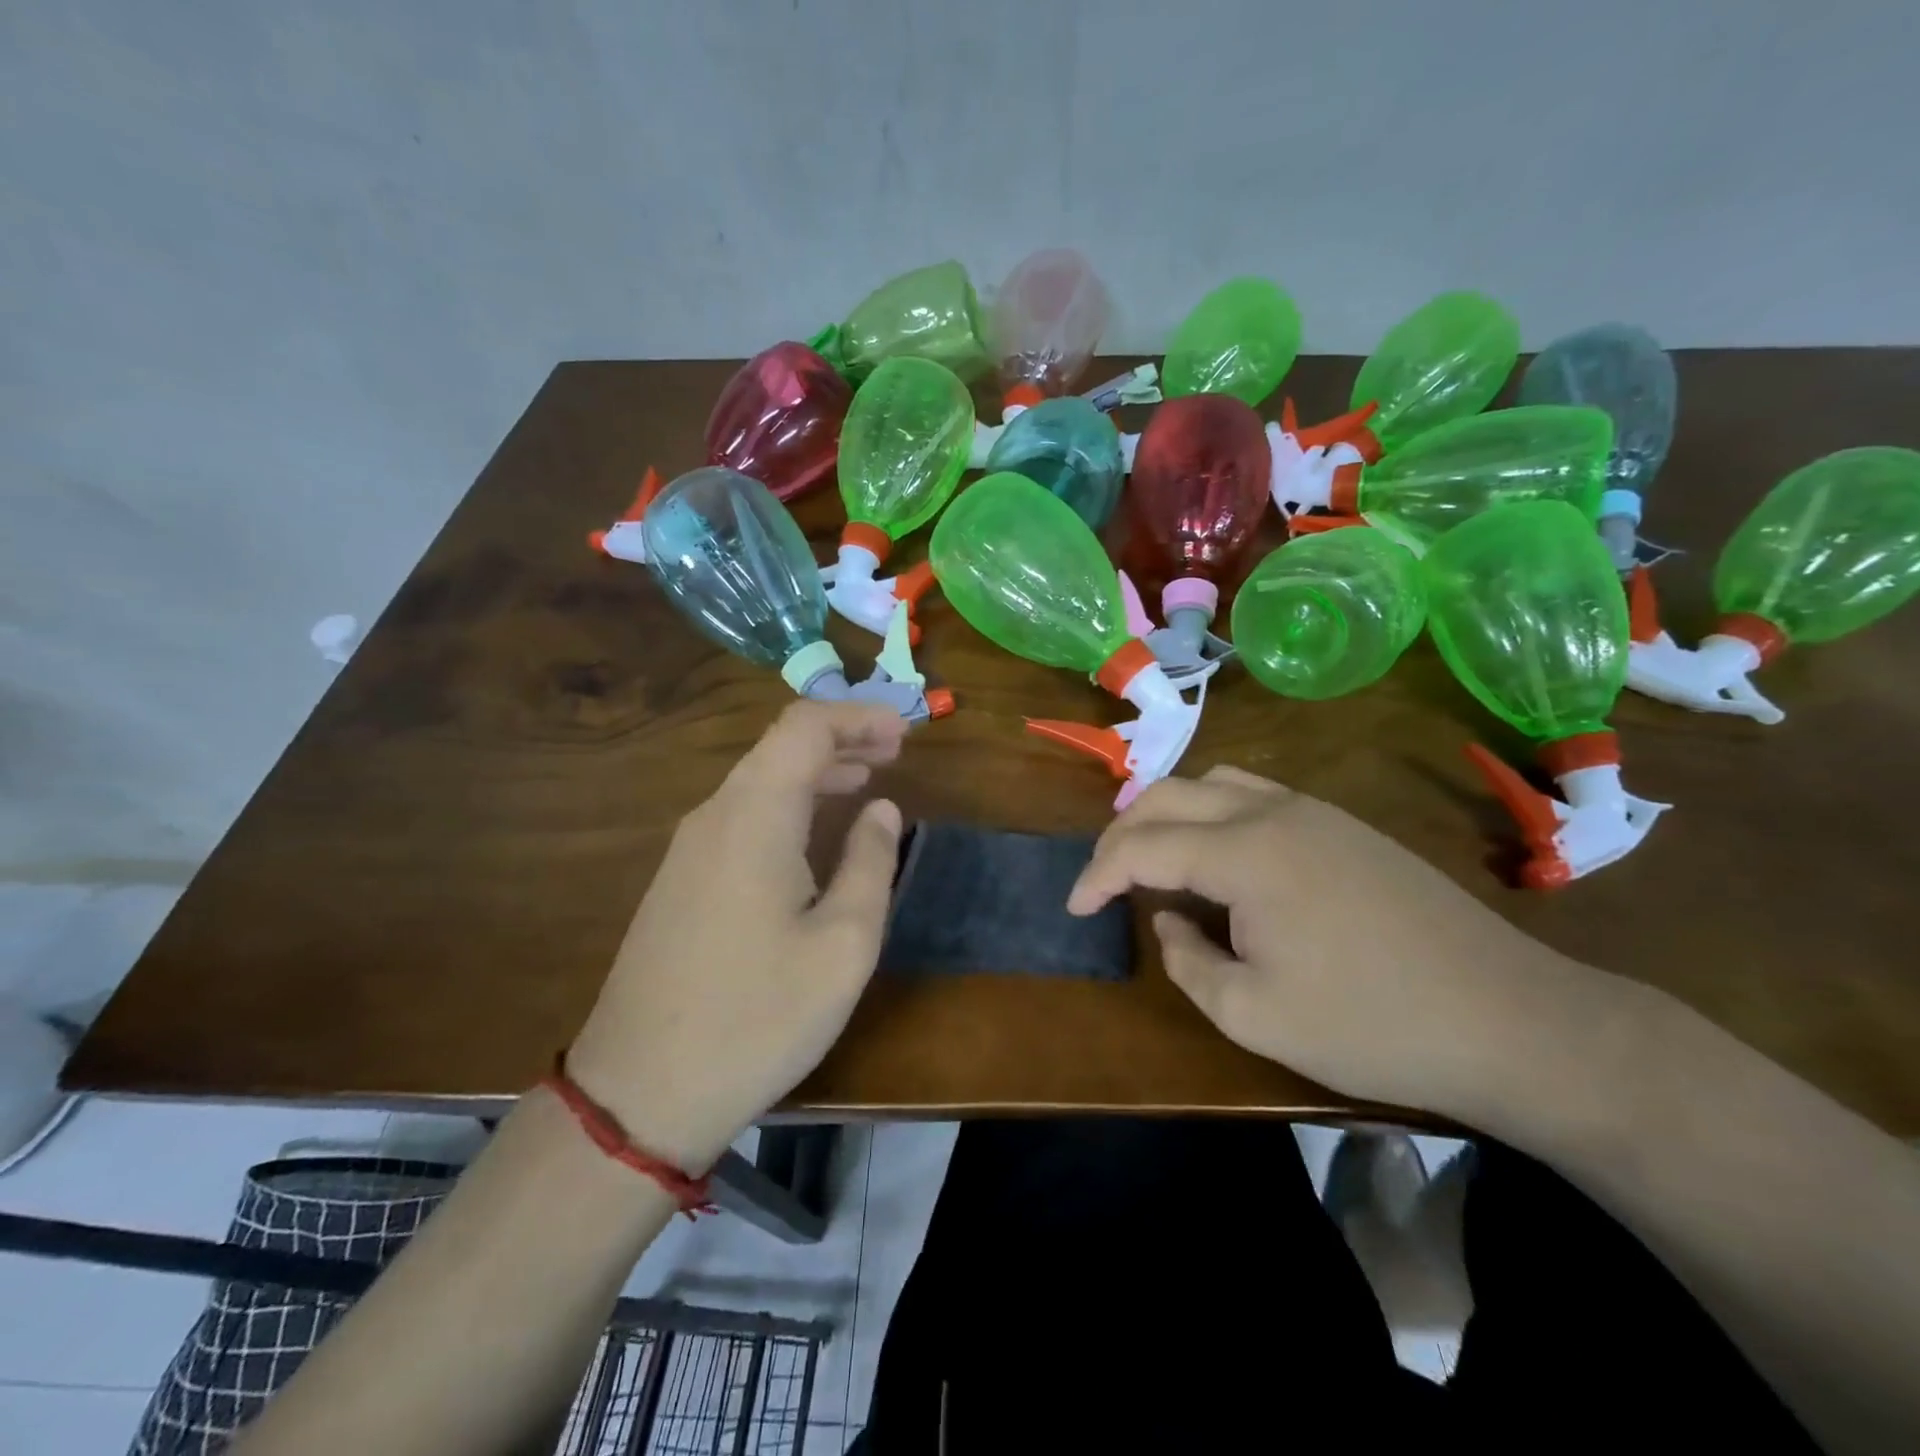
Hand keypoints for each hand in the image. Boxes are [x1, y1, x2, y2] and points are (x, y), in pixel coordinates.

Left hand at [567, 702, 905, 1170]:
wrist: (639, 1095)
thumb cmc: (758, 1017)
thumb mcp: (844, 945)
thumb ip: (869, 862)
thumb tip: (880, 808)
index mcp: (754, 816)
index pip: (804, 727)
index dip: (858, 716)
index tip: (906, 732)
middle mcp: (714, 816)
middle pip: (780, 747)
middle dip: (842, 739)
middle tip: (895, 752)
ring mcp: (688, 850)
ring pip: (759, 781)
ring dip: (816, 772)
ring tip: (866, 780)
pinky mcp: (680, 882)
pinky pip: (741, 816)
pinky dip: (789, 804)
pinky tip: (814, 832)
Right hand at [1066, 766, 1582, 1116]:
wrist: (1508, 1019)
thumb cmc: (1370, 1025)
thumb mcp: (1252, 1014)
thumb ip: (1188, 960)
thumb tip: (1169, 919)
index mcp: (1244, 852)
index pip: (1142, 845)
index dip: (1097, 874)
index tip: (1074, 907)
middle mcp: (1271, 811)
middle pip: (1169, 794)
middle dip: (1121, 831)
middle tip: (1103, 878)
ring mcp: (1313, 810)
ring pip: (1212, 782)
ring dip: (1167, 811)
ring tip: (1150, 856)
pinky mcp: (1343, 824)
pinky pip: (1253, 794)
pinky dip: (1211, 812)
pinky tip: (1217, 855)